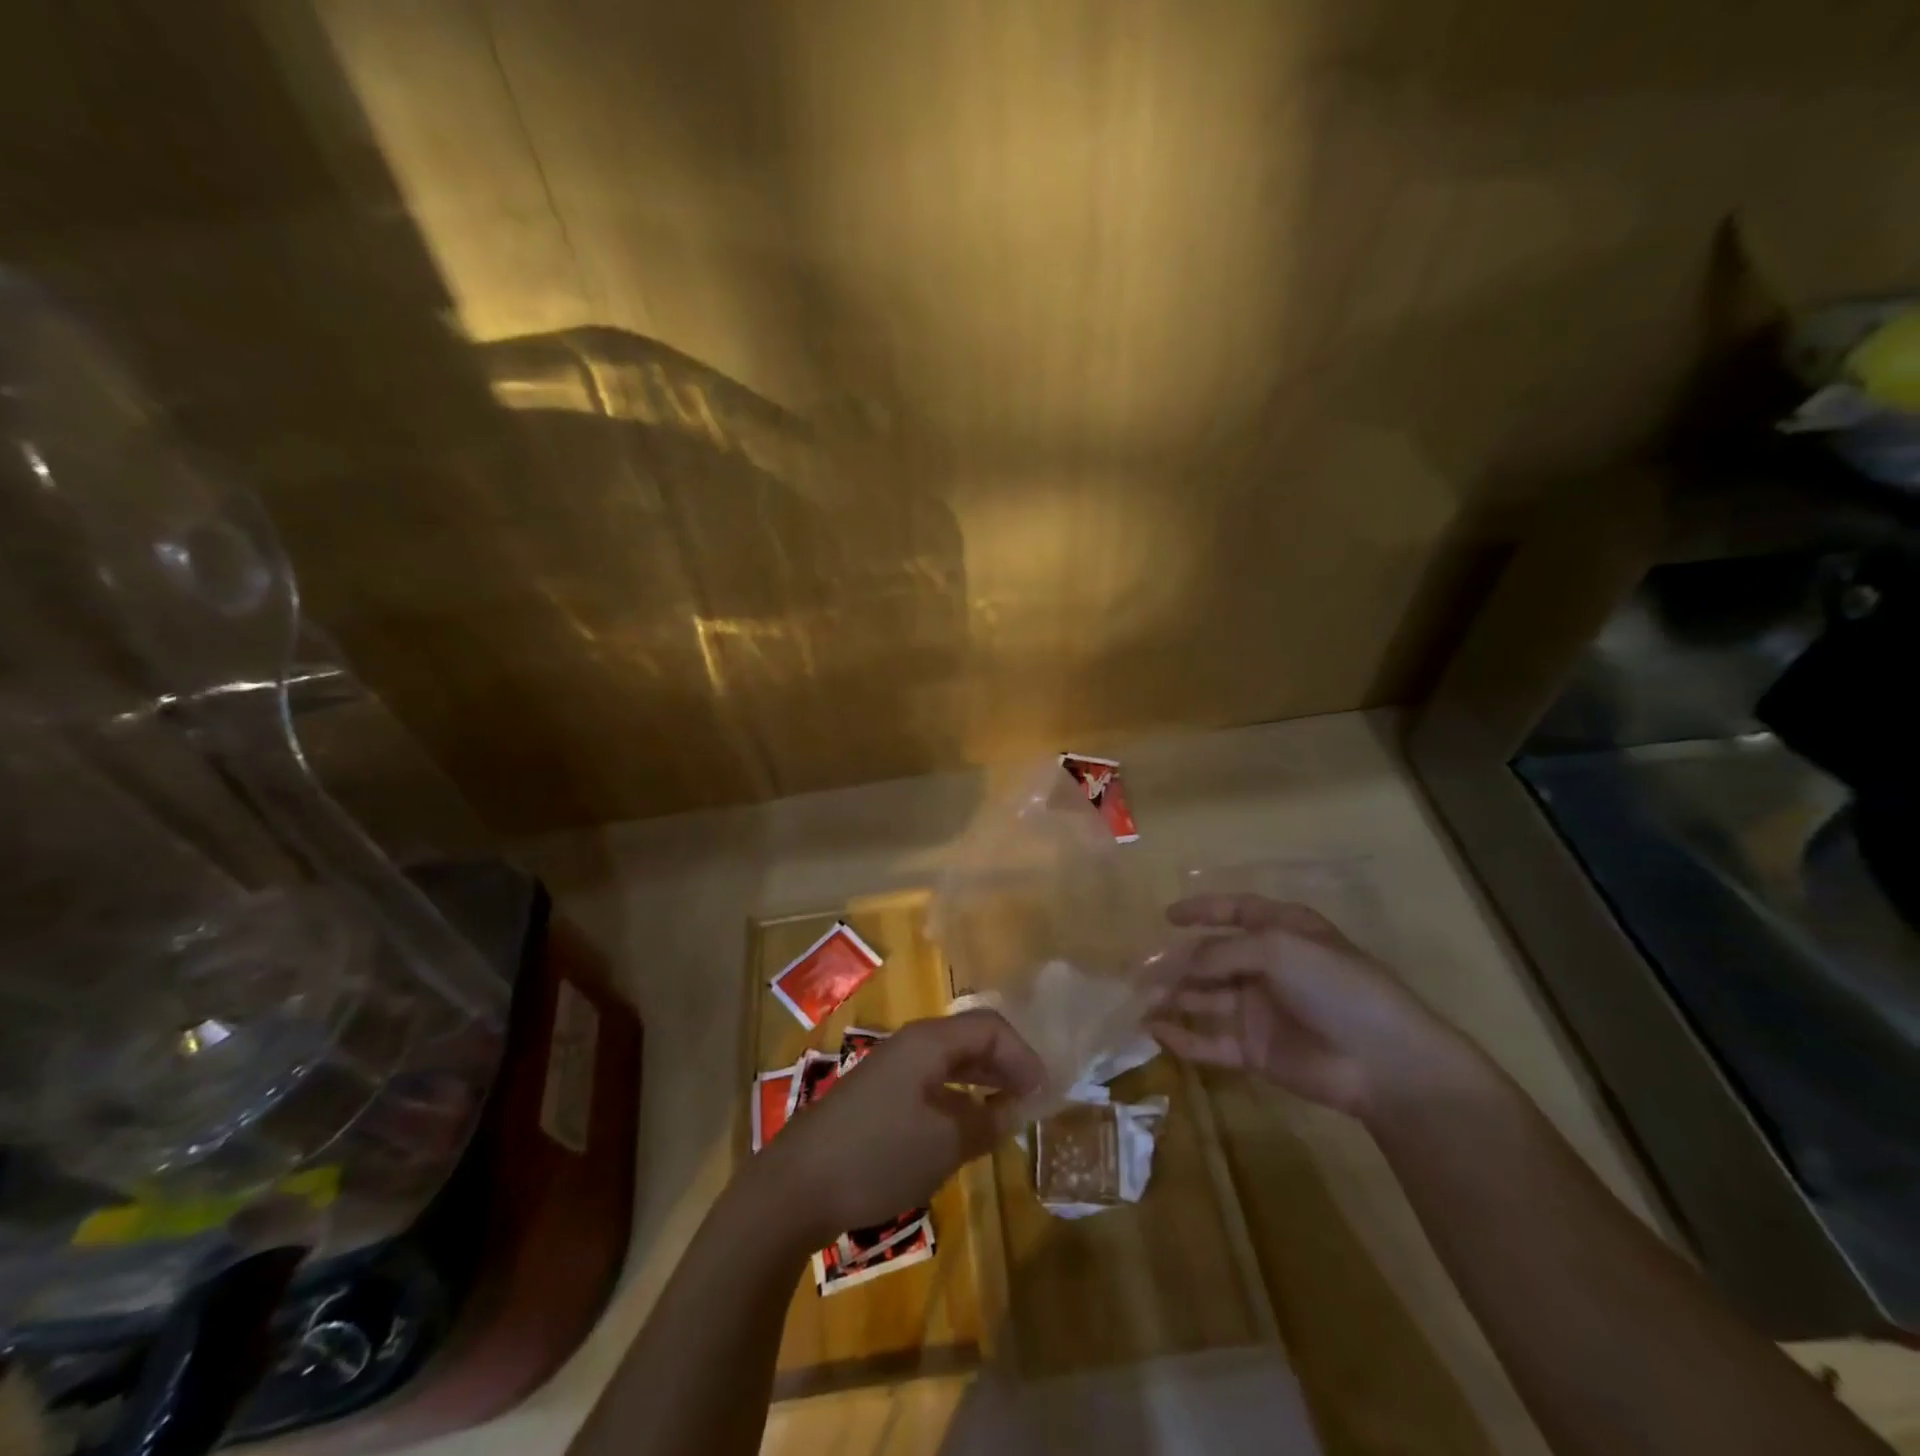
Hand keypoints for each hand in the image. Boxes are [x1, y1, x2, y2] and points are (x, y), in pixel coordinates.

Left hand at [753, 1010, 1043, 1250]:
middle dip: (1005, 1064)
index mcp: (929, 1041)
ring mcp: (890, 1069)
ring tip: (1006, 1112)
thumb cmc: (879, 1154)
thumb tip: (1014, 1109)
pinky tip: (963, 1127)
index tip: (1044, 1092)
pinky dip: (957, 1097)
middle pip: (970, 1038)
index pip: (991, 1026)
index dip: (1023, 1055)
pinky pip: (930, 1083)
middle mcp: (910, 1044)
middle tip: (1032, 1099)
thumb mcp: (945, 1143)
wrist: (797, 1185)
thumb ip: (987, 1122)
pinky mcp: (877, 1096)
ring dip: (982, 1080)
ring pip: (949, 1061)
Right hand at [1146, 894, 1480, 1119]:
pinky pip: (1212, 1041)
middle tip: (1138, 971)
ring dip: (1173, 997)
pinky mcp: (1256, 1050)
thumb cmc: (1334, 986)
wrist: (1383, 1061)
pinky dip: (1184, 1037)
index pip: (1236, 912)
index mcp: (1281, 931)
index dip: (1202, 910)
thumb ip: (1223, 953)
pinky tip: (1155, 1032)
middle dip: (1176, 962)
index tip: (1167, 916)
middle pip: (1211, 958)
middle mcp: (1267, 966)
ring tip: (1139, 1000)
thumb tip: (1182, 964)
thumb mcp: (1277, 949)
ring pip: (1205, 998)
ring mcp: (1261, 1009)